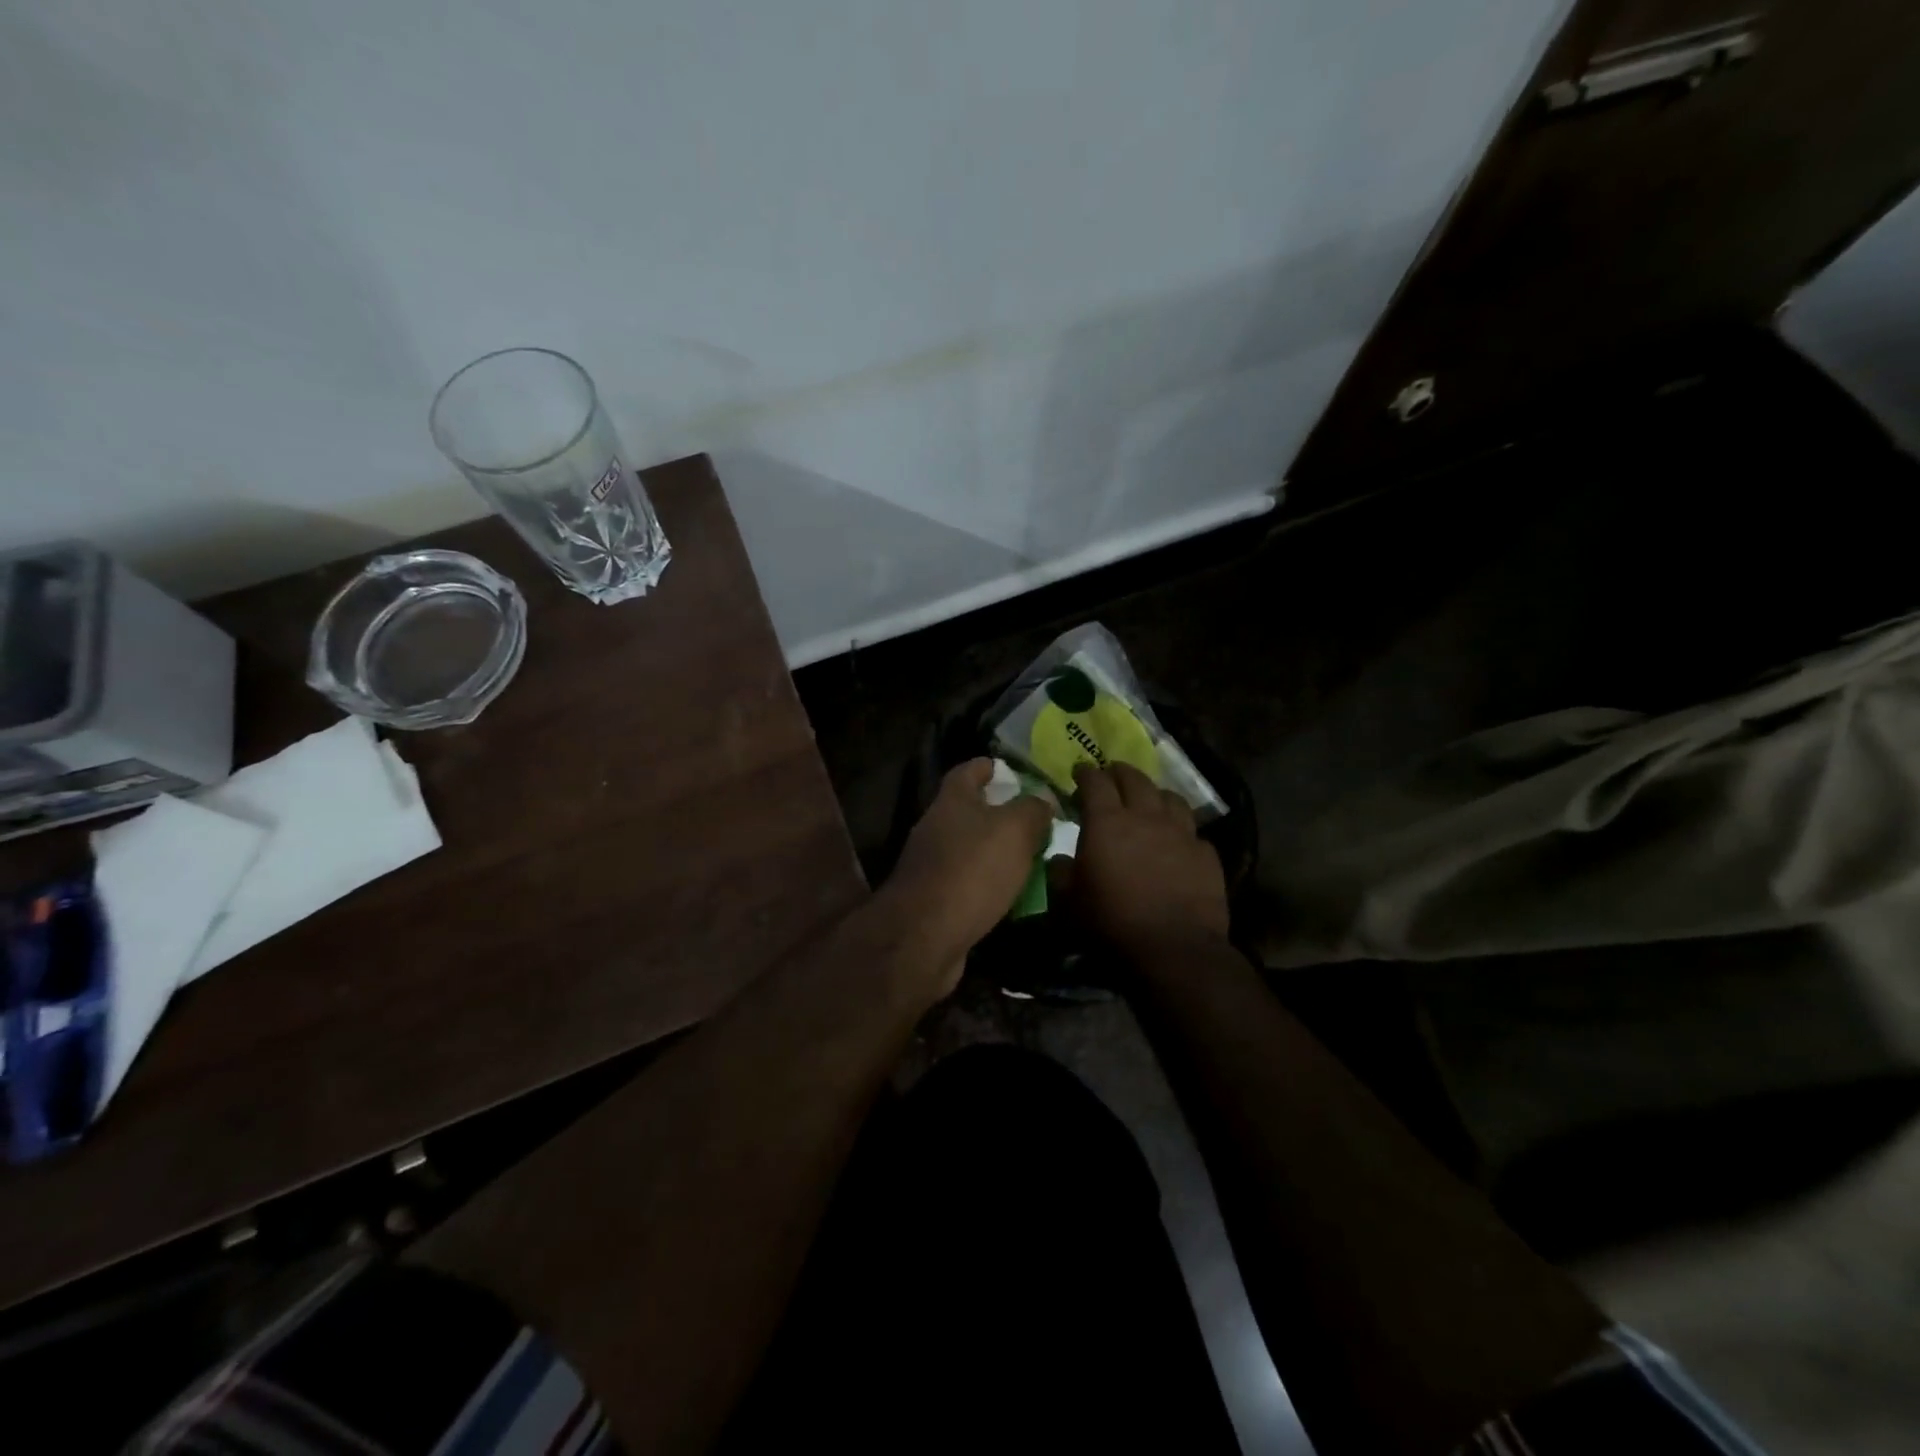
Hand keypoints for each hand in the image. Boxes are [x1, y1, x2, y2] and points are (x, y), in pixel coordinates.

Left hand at [882, 759, 1054, 987]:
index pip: (970, 770)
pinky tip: (1015, 895)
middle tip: (1039, 821)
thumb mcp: (1015, 830)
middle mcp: (936, 827)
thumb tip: (1042, 799)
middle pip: (971, 810)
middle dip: (1003, 813)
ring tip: (1035, 858)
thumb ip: (1032, 809)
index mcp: (952, 801)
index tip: (1017, 772)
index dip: (992, 767)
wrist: (925, 936)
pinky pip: (970, 882)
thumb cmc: (972, 870)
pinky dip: (991, 884)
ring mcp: (932, 864)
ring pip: (972, 848)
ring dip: (999, 852)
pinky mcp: (935, 899)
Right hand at [1067, 762, 1228, 952]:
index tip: (1079, 771)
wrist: (1173, 949)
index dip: (1085, 773)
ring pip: (1170, 797)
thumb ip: (1060, 874)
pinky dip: (1180, 829)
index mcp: (1107, 822)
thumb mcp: (1068, 902)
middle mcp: (1146, 817)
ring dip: (1154, 793)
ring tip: (1149, 800)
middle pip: (1135, 779)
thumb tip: (1060, 859)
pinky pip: (1192, 831)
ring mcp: (1181, 833)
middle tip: (1111, 775)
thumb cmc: (1111, 923)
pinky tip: (1177, 841)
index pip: (1095, 782)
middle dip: (1119, 772)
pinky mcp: (1206, 854)